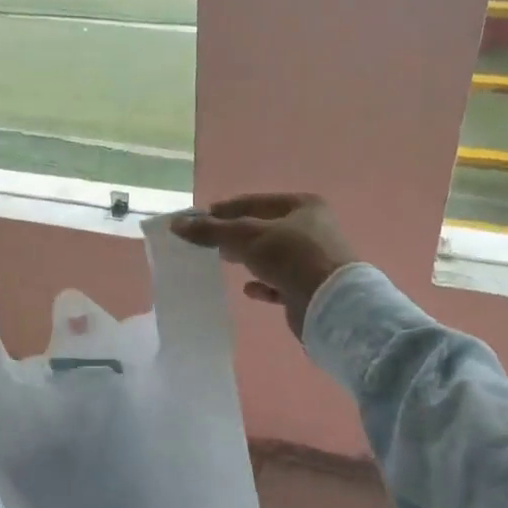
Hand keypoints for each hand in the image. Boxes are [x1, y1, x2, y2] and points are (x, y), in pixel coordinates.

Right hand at [171, 193, 356, 336]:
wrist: (331, 305)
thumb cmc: (292, 258)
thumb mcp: (247, 237)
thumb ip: (212, 230)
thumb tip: (176, 223)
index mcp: (302, 206)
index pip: (252, 202)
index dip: (222, 210)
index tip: (195, 221)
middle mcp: (311, 228)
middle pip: (262, 228)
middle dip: (234, 234)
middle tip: (205, 243)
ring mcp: (312, 259)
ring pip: (270, 255)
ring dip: (247, 258)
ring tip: (222, 261)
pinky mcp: (309, 287)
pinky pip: (279, 282)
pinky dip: (262, 284)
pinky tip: (248, 289)